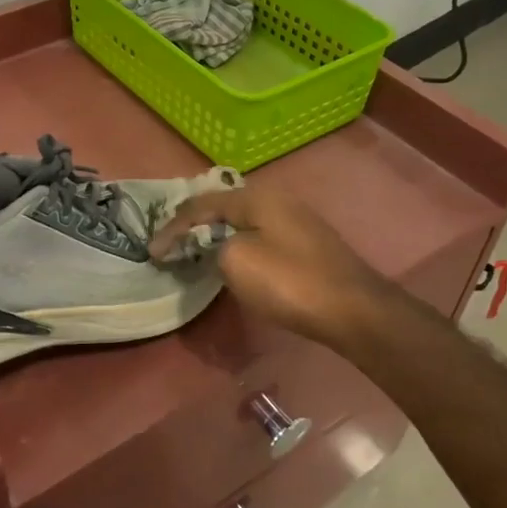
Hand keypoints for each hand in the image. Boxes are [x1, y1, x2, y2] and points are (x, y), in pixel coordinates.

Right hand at [148, 185, 393, 351]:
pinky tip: (232, 259)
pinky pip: (259, 236)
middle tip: (171, 243)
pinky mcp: (306, 244)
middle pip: (223, 206)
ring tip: (194, 250)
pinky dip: (236, 244)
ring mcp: (295, 221)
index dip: (173, 227)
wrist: (354, 310)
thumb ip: (214, 246)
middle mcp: (276, 199)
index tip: (152, 252)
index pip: (201, 204)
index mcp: (256, 197)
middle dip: (194, 224)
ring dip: (215, 235)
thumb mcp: (236, 261)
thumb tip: (217, 246)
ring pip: (242, 221)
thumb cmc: (289, 282)